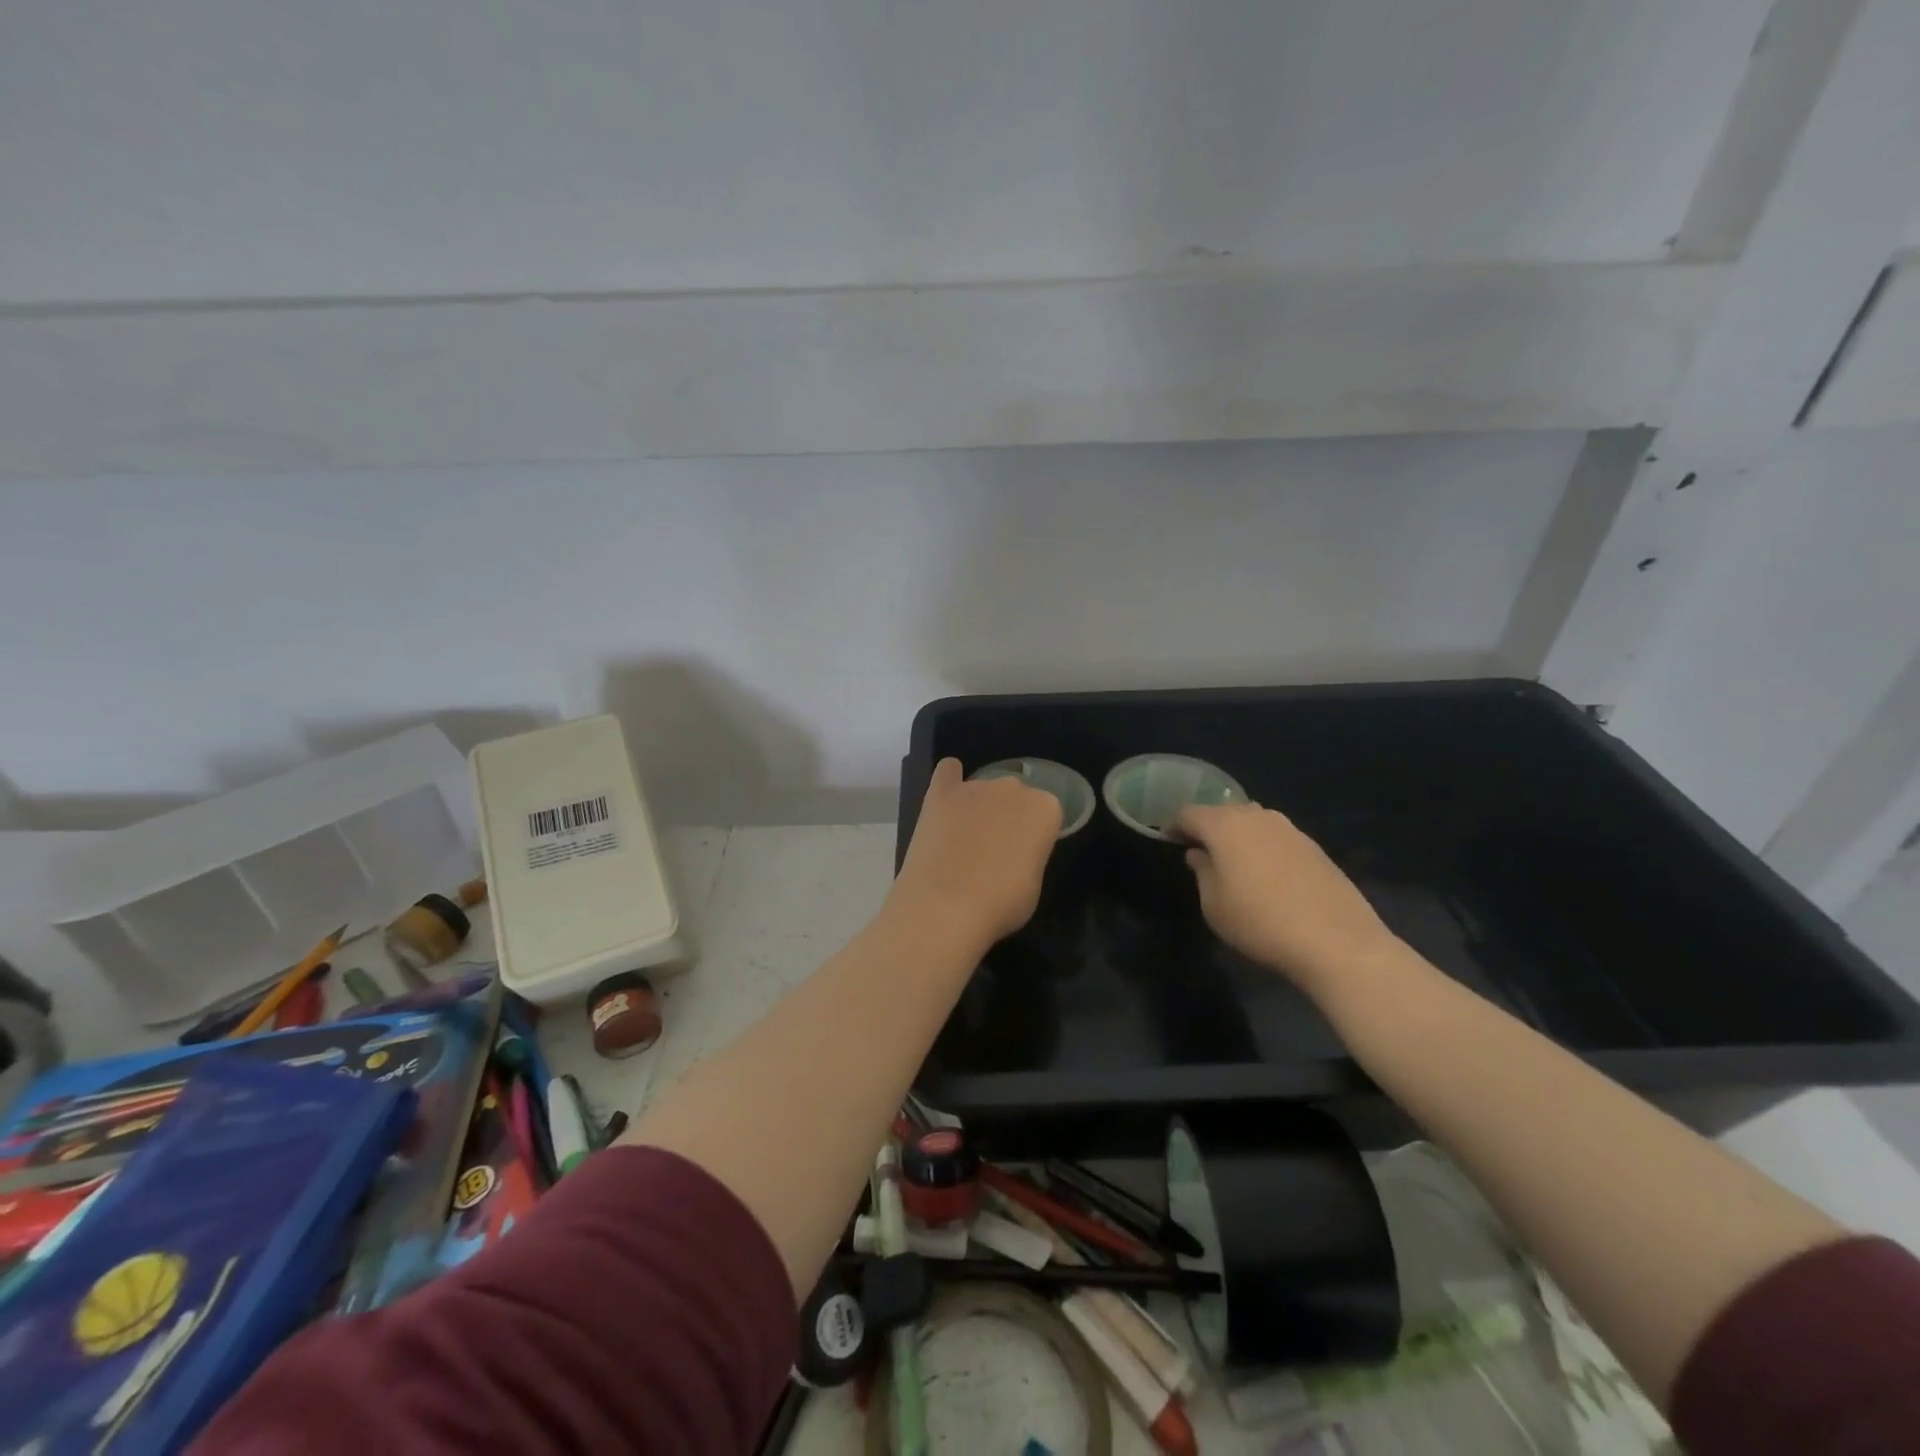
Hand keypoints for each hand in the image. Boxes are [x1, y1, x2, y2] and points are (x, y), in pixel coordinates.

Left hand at [891, 758, 1061, 949]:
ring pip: (984, 788)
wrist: (946, 906)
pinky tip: (947, 796)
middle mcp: (1014, 787)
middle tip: (995, 851)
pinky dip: (949, 780)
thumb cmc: (1001, 903)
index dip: (1036, 836)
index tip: (1025, 856)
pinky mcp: (941, 792)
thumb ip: (1030, 856)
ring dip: (979, 807)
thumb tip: (1013, 853)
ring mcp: (975, 786)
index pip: (1047, 813)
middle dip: (1008, 817)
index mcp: (1045, 808)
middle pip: (1015, 796)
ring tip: (964, 841)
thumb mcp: (1034, 885)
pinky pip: (948, 771)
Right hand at [1176, 803, 1398, 995]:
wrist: (1337, 942)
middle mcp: (1257, 816)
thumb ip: (1202, 872)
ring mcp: (1290, 829)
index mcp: (1224, 826)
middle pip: (1222, 812)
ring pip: (1252, 822)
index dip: (1173, 825)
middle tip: (1198, 851)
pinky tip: (1266, 875)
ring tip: (1233, 862)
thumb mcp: (1214, 905)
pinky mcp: (1314, 847)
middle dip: (1207, 828)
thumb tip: (1200, 854)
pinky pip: (1276, 838)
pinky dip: (1263, 848)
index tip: (1167, 840)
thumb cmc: (1260, 922)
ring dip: (1238, 836)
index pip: (1188, 813)